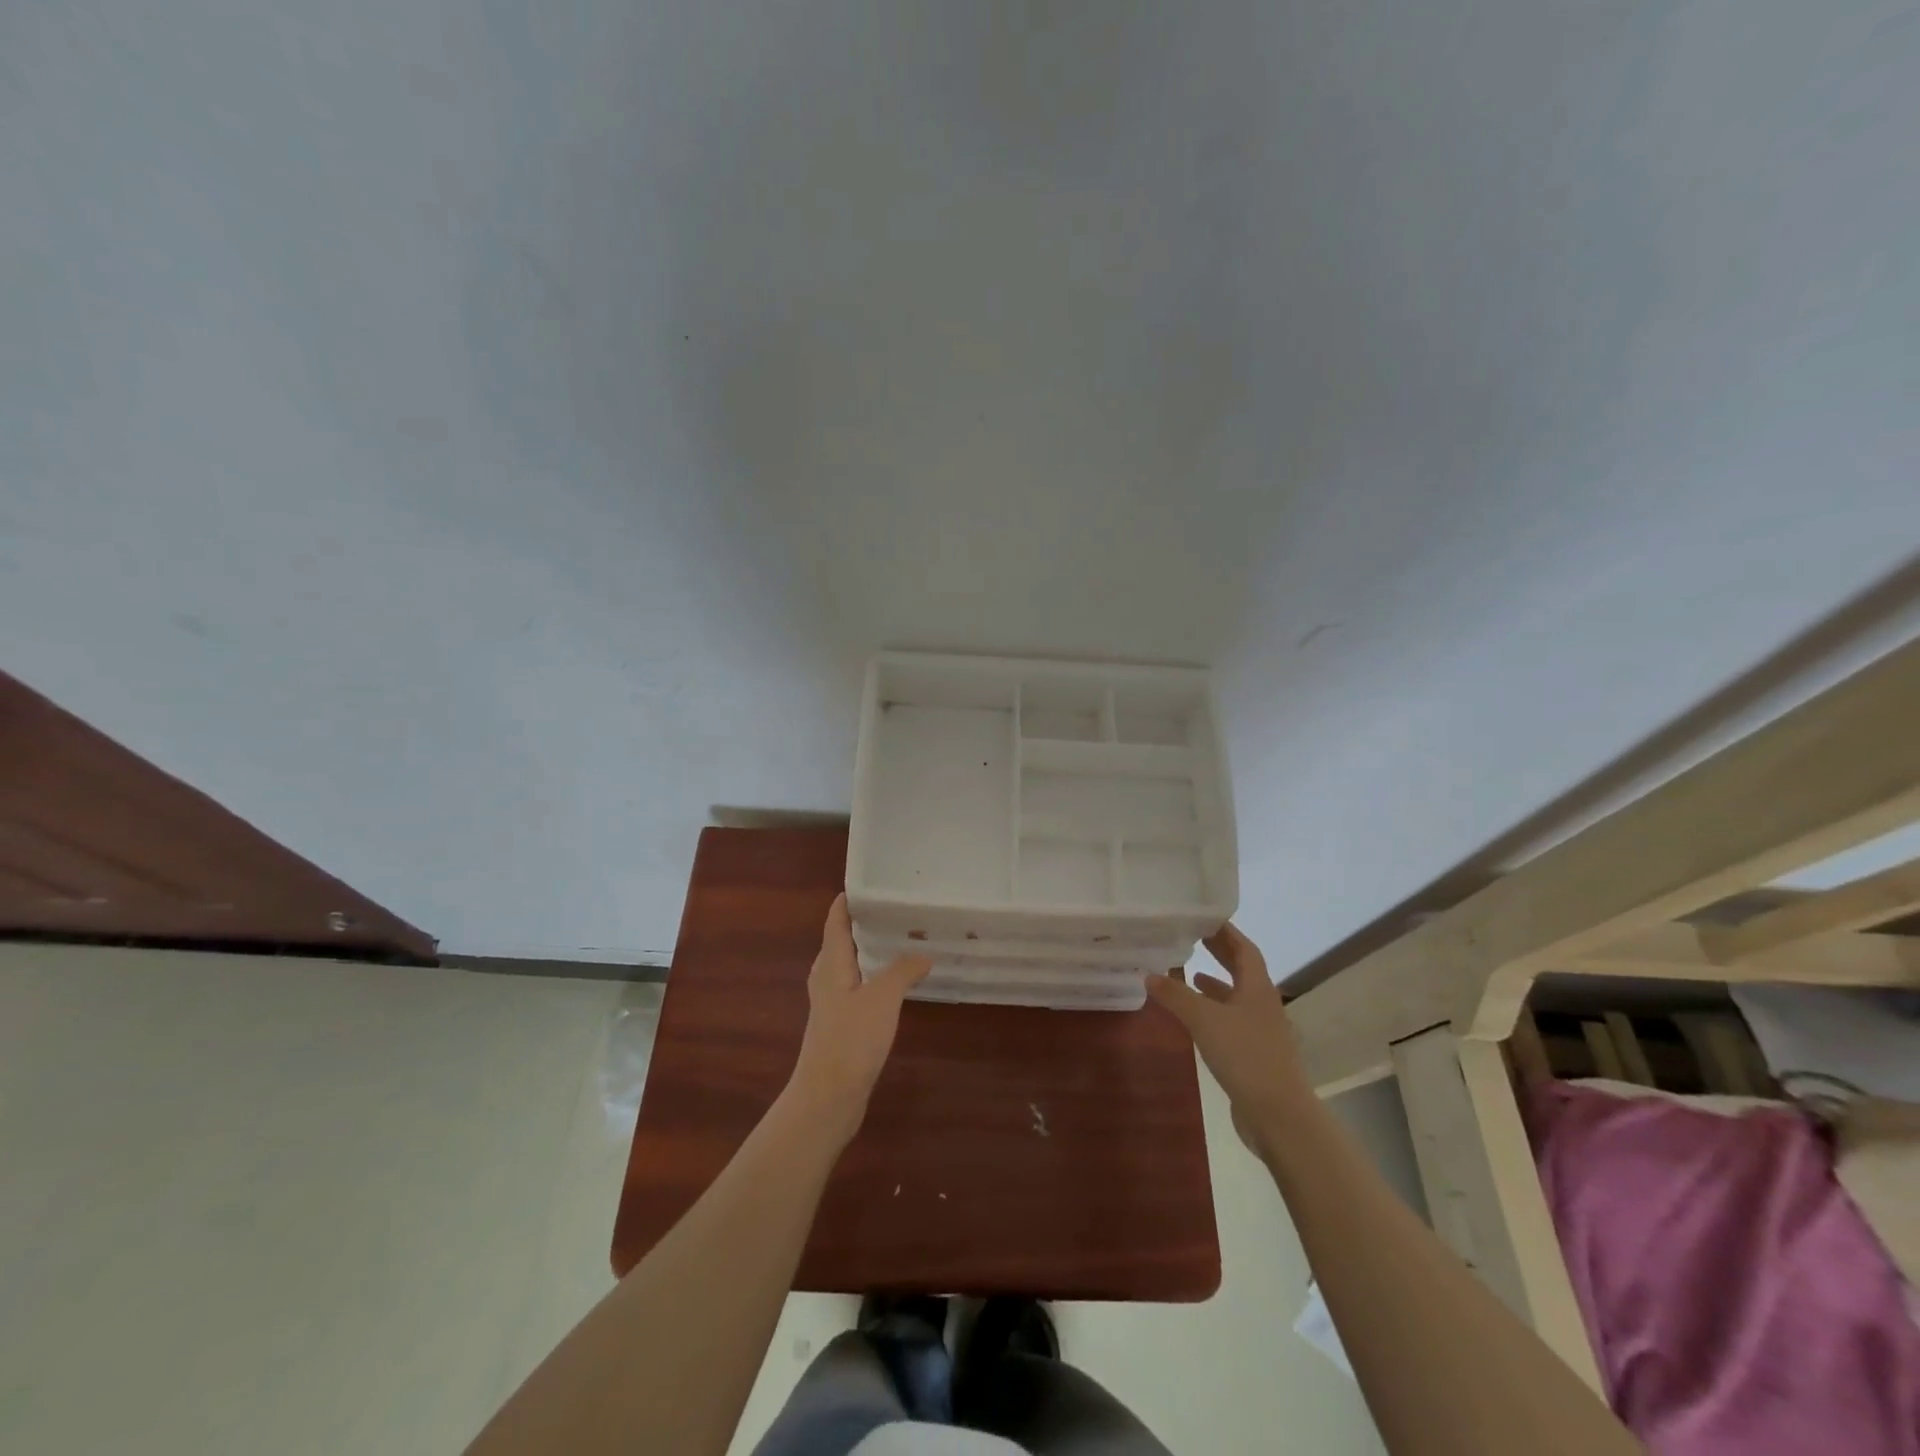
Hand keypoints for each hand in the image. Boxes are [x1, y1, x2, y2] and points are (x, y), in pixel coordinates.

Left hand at [786, 894, 931, 1146]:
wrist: (827, 1098)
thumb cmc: (850, 1039)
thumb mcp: (882, 998)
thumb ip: (903, 971)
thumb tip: (923, 953)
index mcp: (831, 963)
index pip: (836, 921)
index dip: (848, 900)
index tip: (867, 882)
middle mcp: (827, 978)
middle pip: (841, 941)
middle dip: (864, 923)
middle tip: (894, 907)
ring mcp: (832, 1003)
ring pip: (850, 965)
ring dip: (871, 951)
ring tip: (900, 939)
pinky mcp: (840, 1025)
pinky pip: (858, 987)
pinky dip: (875, 976)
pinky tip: (895, 983)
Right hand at [1146, 924, 1310, 1157]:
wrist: (1279, 1115)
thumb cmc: (1245, 1056)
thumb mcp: (1204, 1020)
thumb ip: (1176, 996)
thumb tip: (1150, 974)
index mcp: (1258, 988)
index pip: (1244, 949)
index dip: (1226, 932)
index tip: (1205, 916)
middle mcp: (1263, 1004)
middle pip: (1242, 970)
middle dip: (1219, 953)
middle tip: (1193, 936)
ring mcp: (1260, 1031)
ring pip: (1236, 997)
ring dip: (1215, 983)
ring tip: (1188, 973)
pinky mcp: (1254, 1054)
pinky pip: (1231, 1020)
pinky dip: (1213, 1011)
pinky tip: (1195, 1017)